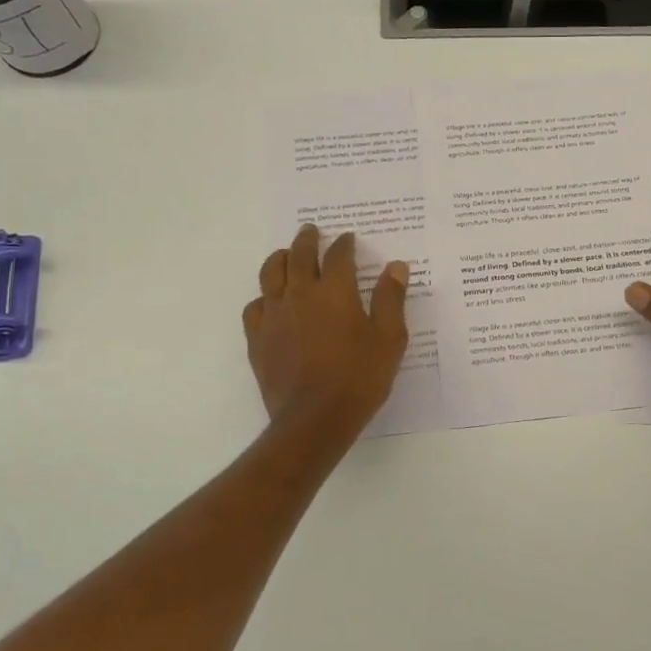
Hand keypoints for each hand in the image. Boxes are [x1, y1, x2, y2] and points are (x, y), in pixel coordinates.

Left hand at [243, 225, 409, 434]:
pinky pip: (255, 307)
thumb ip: (391, 299)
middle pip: (299, 255)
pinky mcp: (257, 339)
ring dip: (279, 259)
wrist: (314, 419)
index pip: (338, 255)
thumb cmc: (359, 378)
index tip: (348, 238)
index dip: (344, 244)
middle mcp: (300, 294)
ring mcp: (274, 316)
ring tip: (285, 254)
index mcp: (335, 292)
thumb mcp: (389, 339)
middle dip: (307, 240)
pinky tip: (269, 302)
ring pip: (271, 274)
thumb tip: (396, 266)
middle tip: (311, 231)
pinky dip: (263, 297)